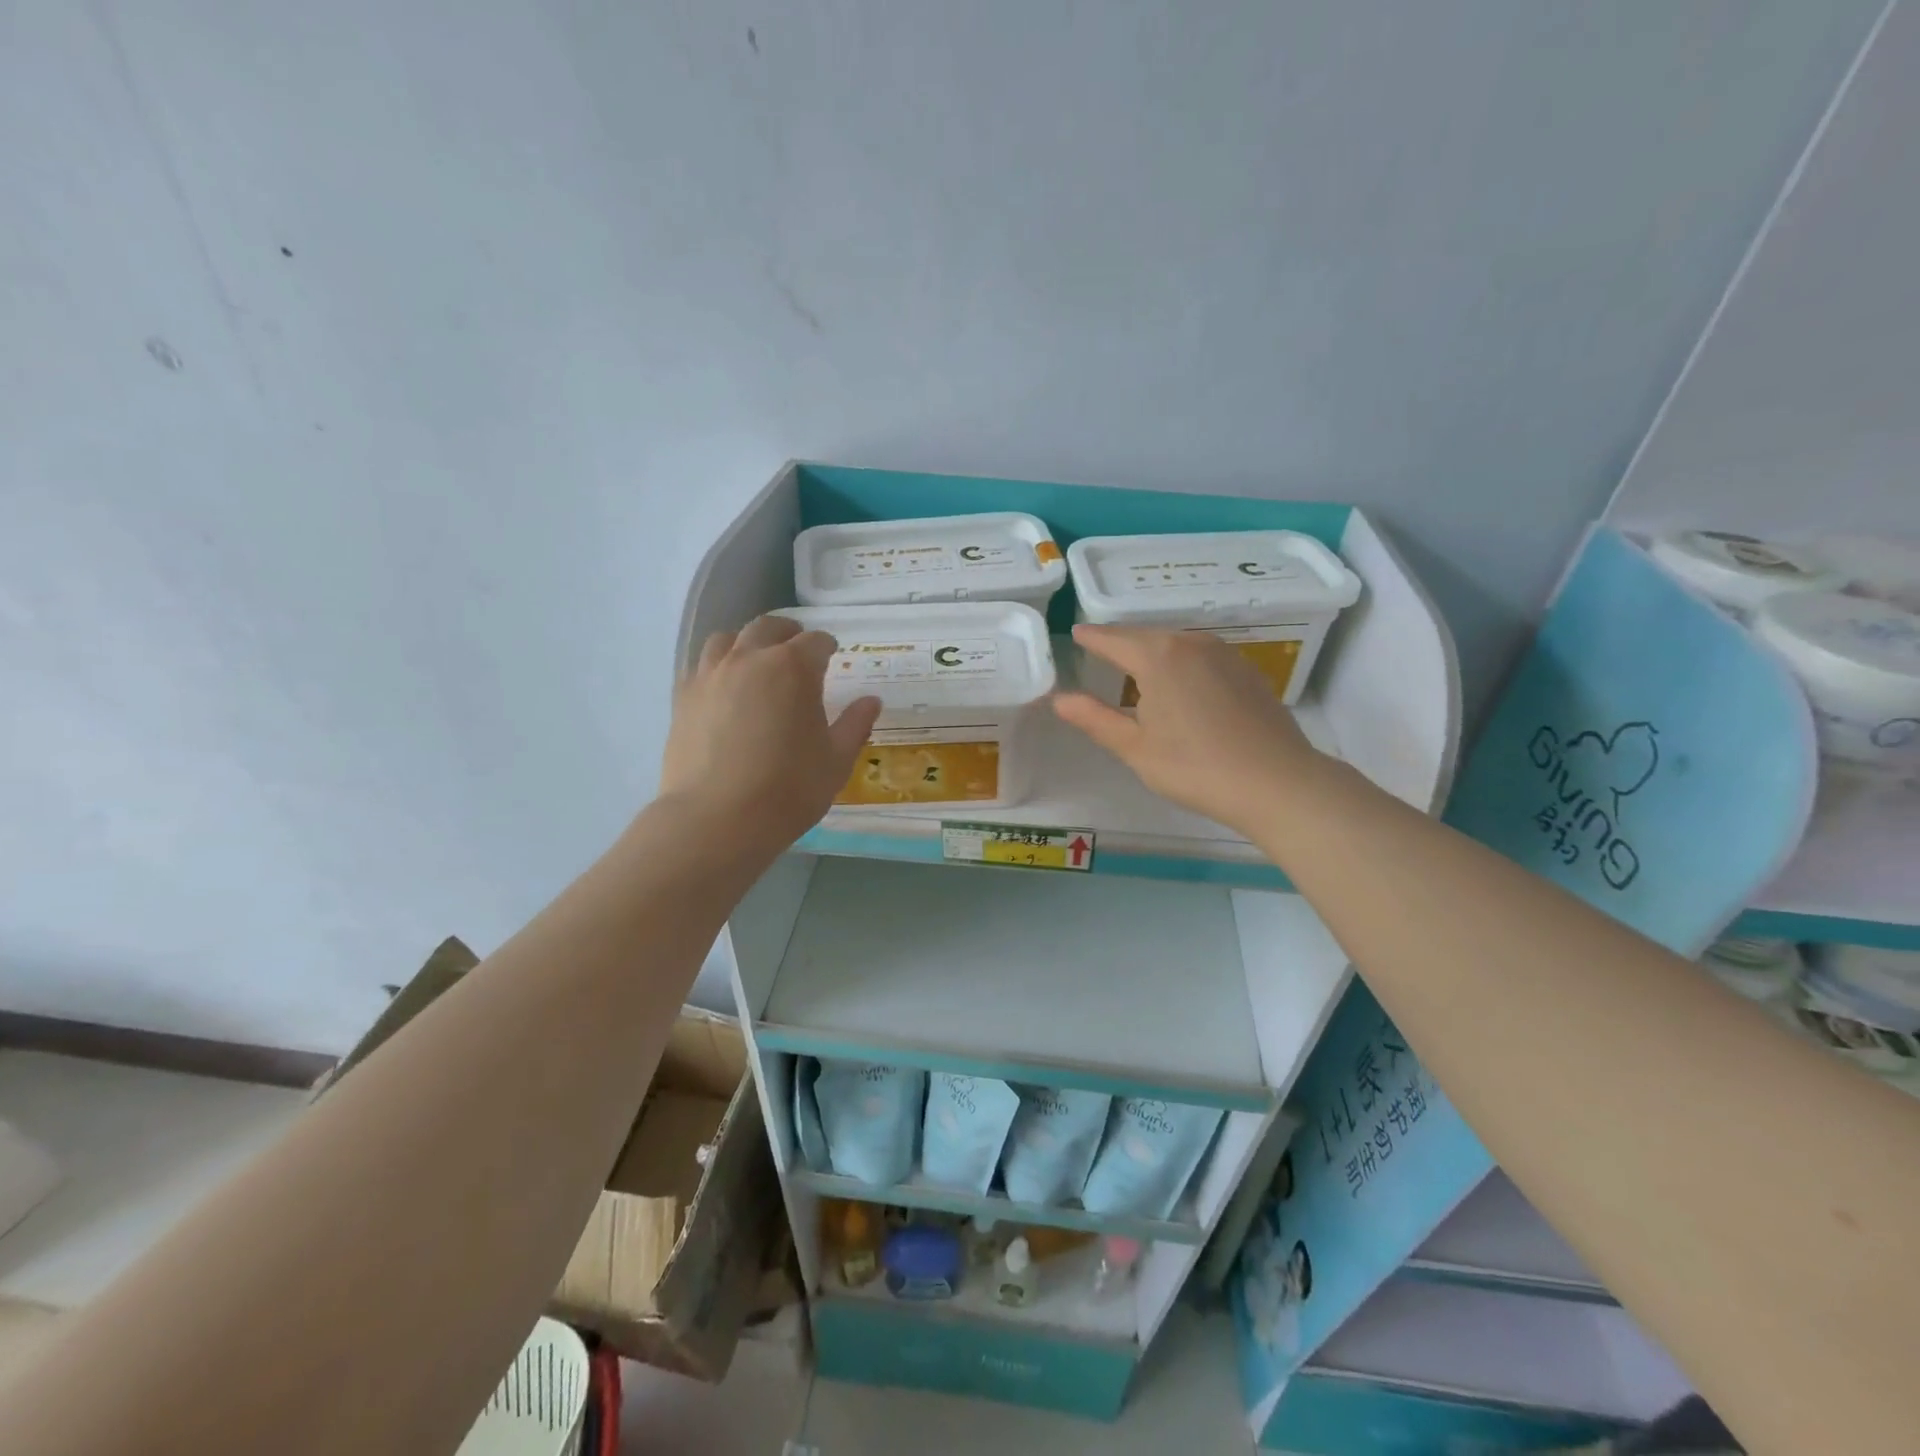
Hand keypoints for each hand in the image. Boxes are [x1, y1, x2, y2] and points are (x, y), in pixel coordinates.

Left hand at [660, 616, 880, 853]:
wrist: (717, 819)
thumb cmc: (788, 789)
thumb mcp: (835, 760)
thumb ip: (854, 724)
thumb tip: (871, 701)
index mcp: (793, 668)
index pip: (815, 642)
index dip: (827, 647)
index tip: (832, 656)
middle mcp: (749, 659)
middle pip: (768, 628)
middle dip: (787, 634)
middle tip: (797, 650)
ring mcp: (710, 675)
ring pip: (727, 639)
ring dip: (747, 643)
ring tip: (756, 662)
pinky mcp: (683, 698)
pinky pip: (700, 666)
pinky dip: (718, 666)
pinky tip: (724, 689)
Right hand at [1052, 626, 1329, 837]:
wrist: (1276, 782)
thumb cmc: (1195, 767)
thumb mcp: (1135, 747)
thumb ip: (1094, 718)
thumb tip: (1059, 698)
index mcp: (1157, 656)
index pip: (1112, 639)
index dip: (1091, 638)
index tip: (1076, 634)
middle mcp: (1190, 642)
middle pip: (1145, 636)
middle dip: (1120, 643)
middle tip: (1099, 651)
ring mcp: (1224, 653)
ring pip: (1175, 644)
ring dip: (1152, 652)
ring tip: (1135, 667)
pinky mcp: (1246, 669)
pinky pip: (1200, 656)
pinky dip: (1180, 662)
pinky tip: (1180, 685)